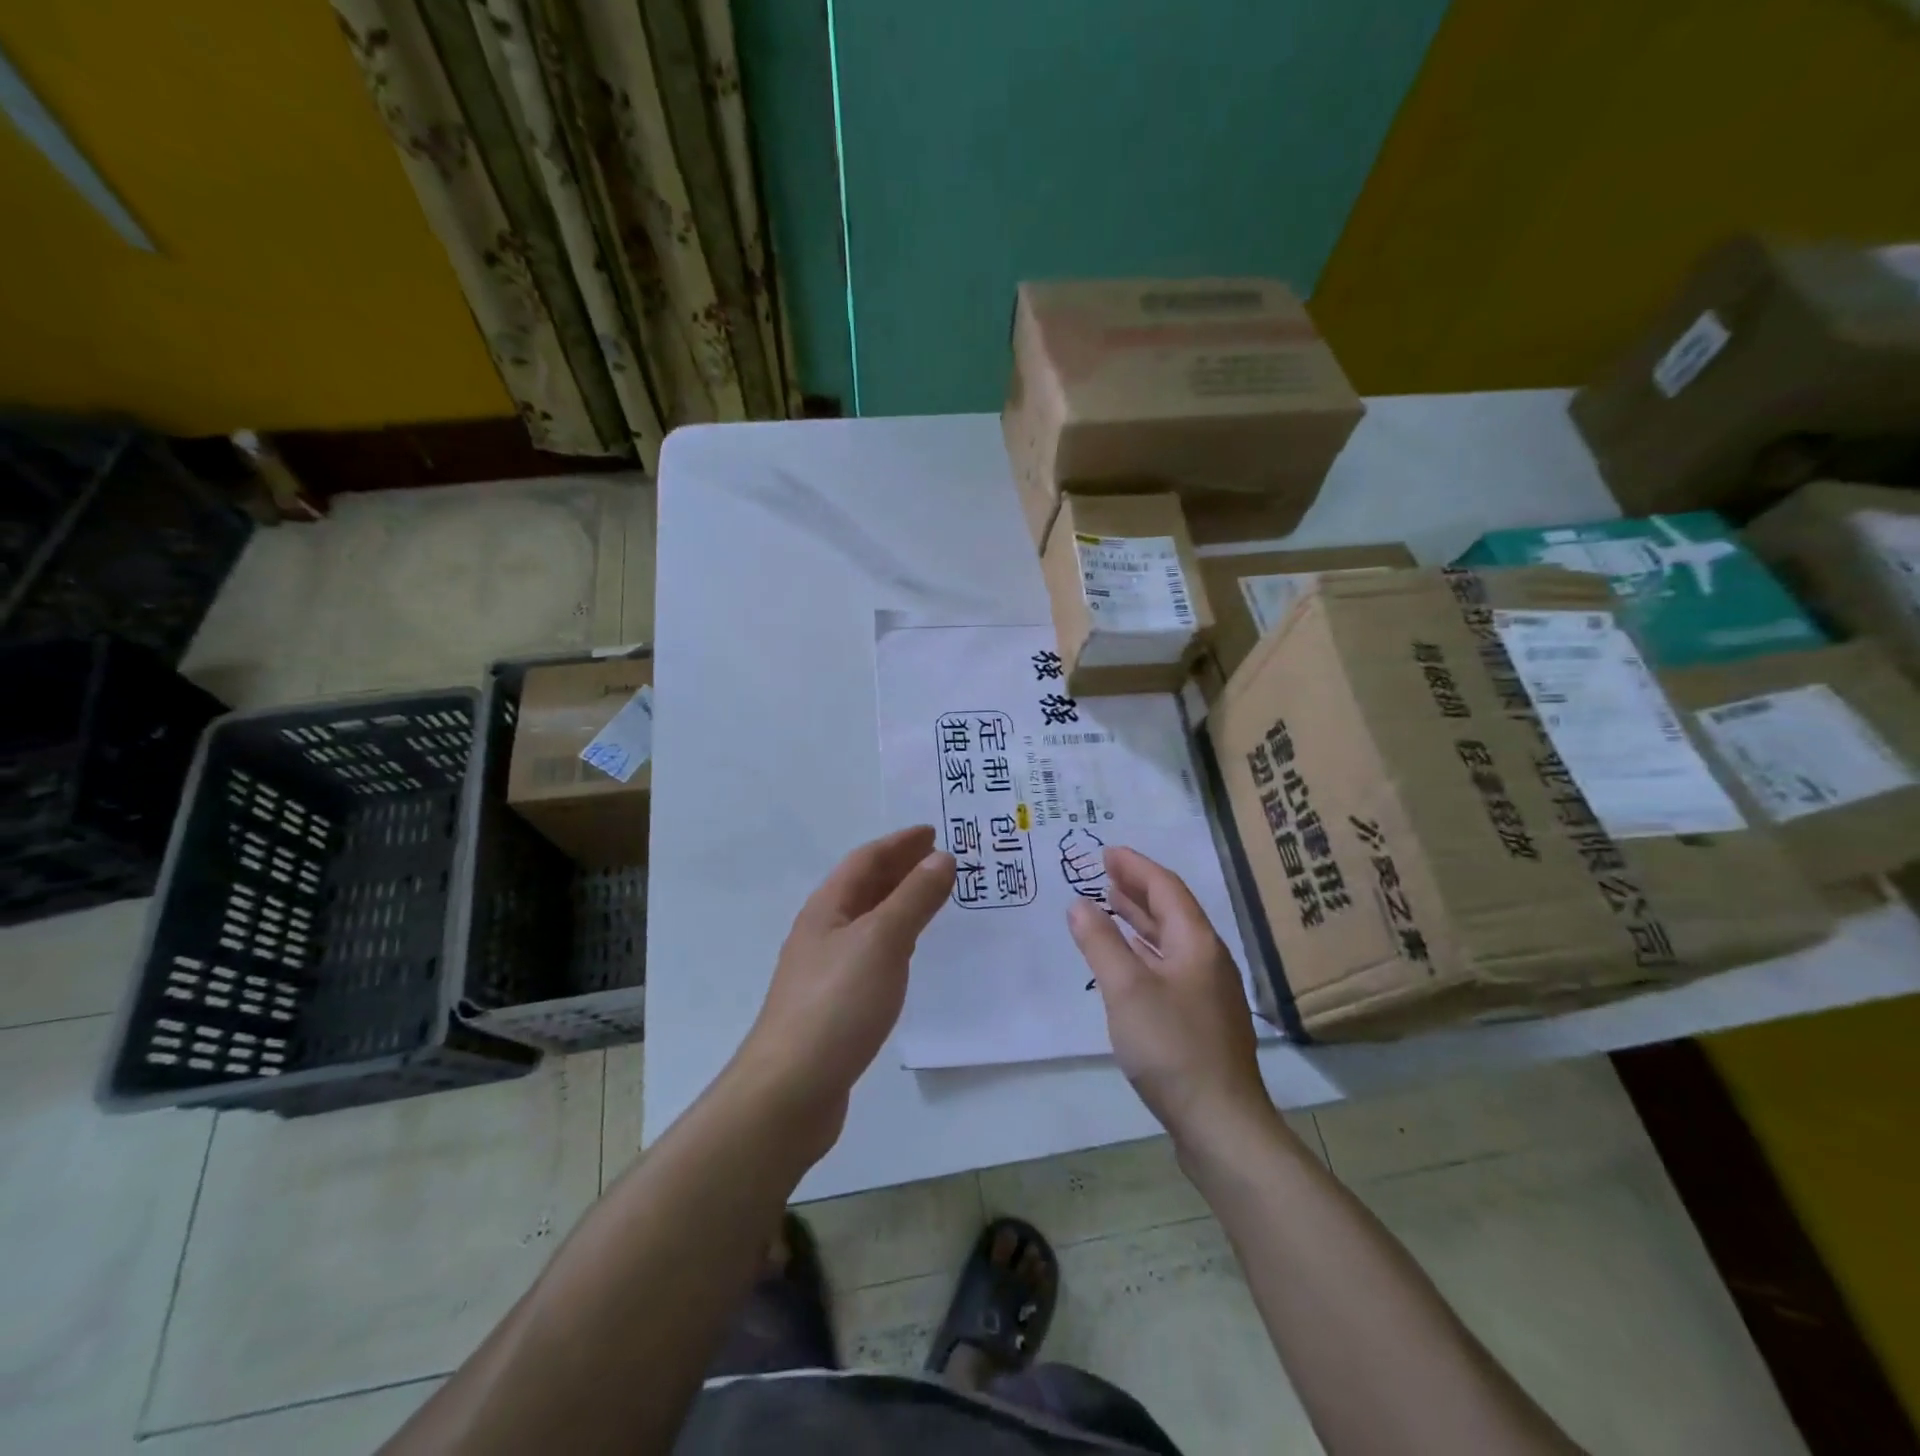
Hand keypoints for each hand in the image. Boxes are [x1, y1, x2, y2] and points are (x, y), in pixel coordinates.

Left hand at [733, 826, 953, 1158]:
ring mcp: (824, 970)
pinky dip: (894, 939)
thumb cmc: (837, 1004)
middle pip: (864, 888)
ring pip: (867, 921)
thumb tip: (942, 858)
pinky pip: (870, 953)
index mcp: (827, 909)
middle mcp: (822, 932)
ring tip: (931, 898)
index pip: (865, 861)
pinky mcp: (833, 1004)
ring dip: (898, 902)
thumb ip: (914, 899)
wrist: (790, 1090)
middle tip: (940, 859)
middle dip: (900, 868)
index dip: (899, 843)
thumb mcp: (882, 941)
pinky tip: (907, 953)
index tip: (933, 832)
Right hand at [1067, 846, 1271, 1143]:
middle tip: (1105, 872)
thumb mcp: (1126, 988)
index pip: (1166, 888)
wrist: (1221, 1123)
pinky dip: (1144, 952)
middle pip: (1172, 911)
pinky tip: (1128, 961)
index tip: (1107, 852)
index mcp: (1197, 943)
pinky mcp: (1201, 1020)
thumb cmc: (1172, 1046)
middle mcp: (1207, 960)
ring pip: (1170, 941)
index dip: (1136, 867)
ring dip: (1140, 920)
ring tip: (1111, 905)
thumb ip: (1100, 942)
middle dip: (1138, 888)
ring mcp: (1207, 992)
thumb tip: (1079, 904)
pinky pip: (1168, 966)